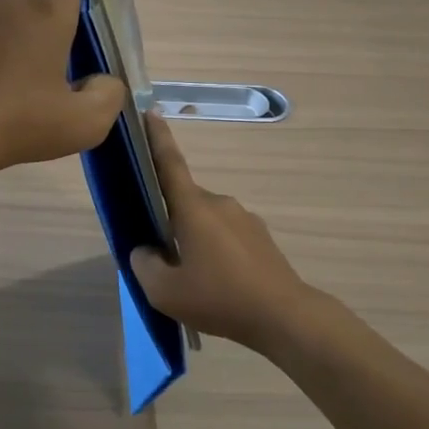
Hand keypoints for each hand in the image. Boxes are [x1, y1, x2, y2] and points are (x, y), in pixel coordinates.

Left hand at [0, 0, 128, 175]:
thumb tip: (101, 81)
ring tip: (52, 66)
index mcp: (46, 5)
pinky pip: (4, 12)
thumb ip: (109, 94)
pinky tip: (18, 74)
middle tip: (88, 42)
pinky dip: (21, 29)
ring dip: (48, 16)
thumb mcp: (84, 123)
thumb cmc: (17, 122)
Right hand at [129, 114, 316, 350]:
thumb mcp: (164, 292)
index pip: (170, 164)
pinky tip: (217, 283)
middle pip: (184, 201)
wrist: (284, 316)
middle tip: (160, 254)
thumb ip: (144, 265)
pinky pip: (226, 234)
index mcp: (194, 209)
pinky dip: (215, 250)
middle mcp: (220, 204)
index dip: (157, 138)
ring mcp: (244, 219)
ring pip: (206, 220)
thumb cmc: (220, 298)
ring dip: (194, 238)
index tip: (150, 112)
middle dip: (170, 219)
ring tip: (191, 278)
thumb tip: (145, 250)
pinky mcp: (260, 237)